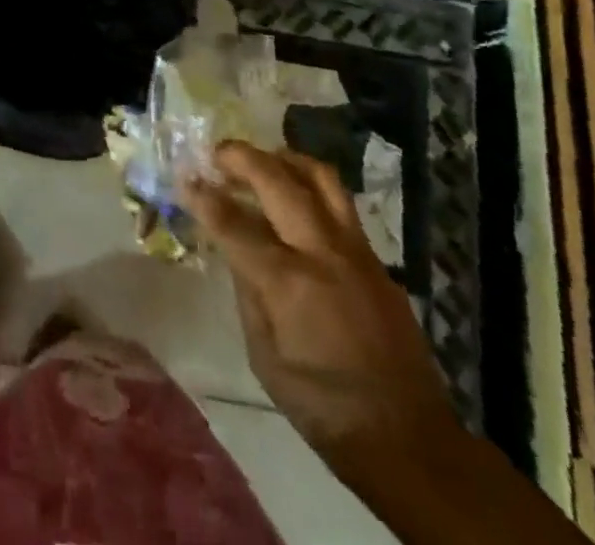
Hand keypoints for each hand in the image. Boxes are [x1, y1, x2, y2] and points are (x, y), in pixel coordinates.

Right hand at [184, 141, 458, 468]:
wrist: (410, 440)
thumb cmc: (324, 409)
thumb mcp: (266, 359)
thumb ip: (248, 295)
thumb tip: (236, 251)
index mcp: (288, 283)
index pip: (234, 223)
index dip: (204, 197)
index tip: (184, 177)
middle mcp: (322, 253)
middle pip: (277, 181)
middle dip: (242, 158)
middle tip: (217, 154)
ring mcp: (355, 250)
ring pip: (319, 178)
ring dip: (284, 159)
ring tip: (262, 160)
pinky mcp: (377, 259)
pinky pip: (340, 203)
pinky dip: (311, 186)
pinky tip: (296, 197)